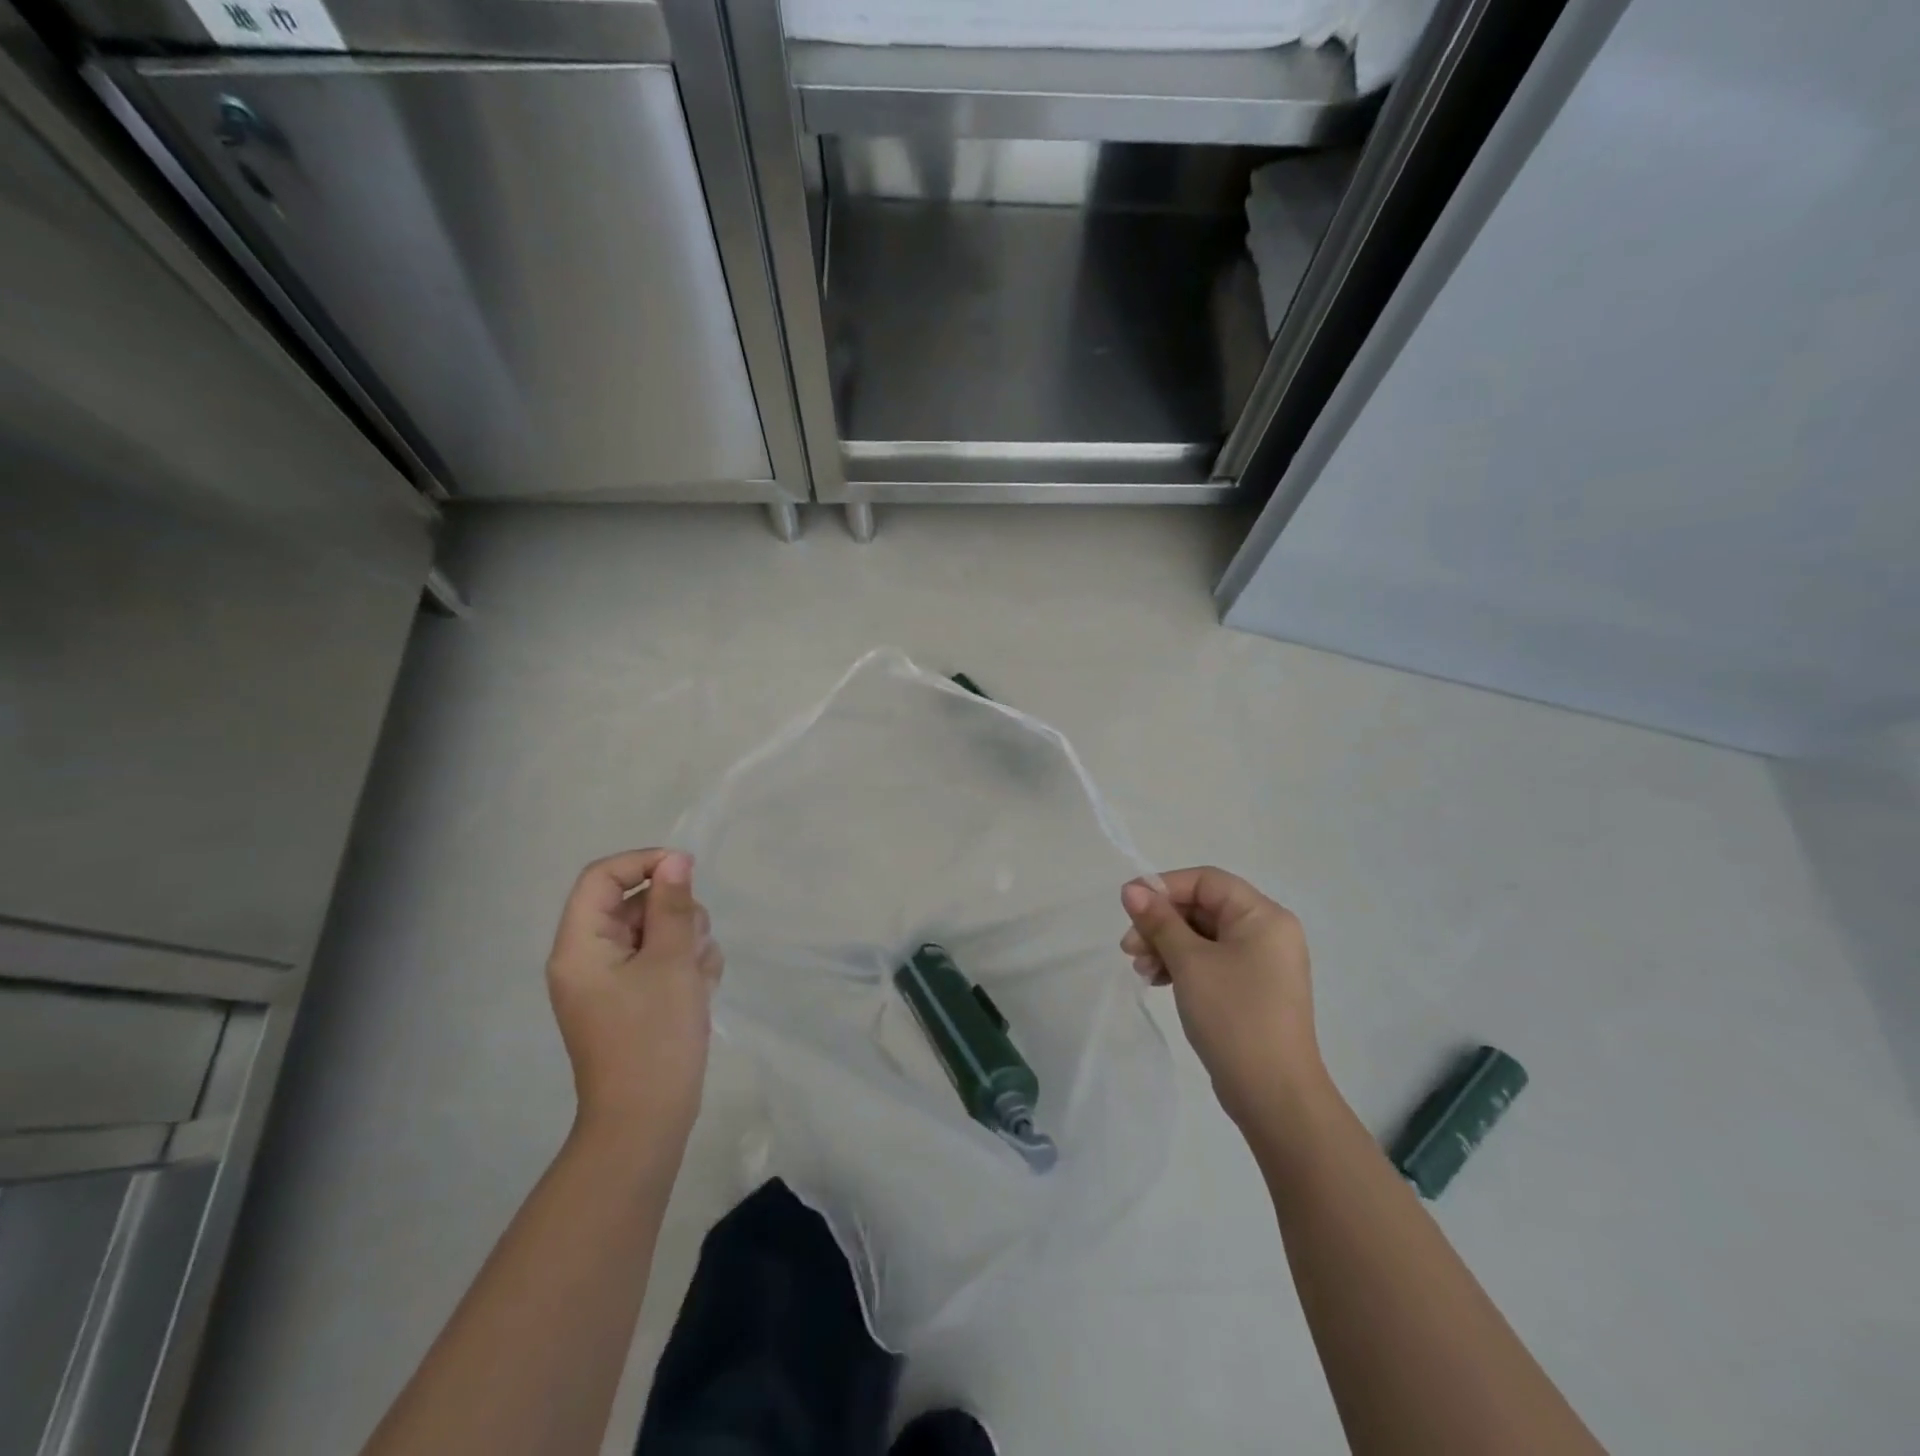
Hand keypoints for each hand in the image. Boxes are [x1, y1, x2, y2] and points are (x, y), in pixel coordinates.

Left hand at [545, 849, 722, 1148]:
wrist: (648, 1121)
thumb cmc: (654, 1036)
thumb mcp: (672, 962)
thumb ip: (673, 906)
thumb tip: (675, 859)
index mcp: (580, 946)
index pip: (602, 877)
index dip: (643, 863)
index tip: (687, 871)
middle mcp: (589, 958)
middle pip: (634, 903)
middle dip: (675, 914)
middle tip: (695, 944)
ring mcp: (611, 981)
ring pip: (655, 931)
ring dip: (687, 942)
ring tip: (698, 977)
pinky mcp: (633, 999)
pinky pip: (661, 960)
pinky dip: (685, 967)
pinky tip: (699, 991)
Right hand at [1121, 867, 1325, 1126]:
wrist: (1274, 1095)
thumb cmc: (1234, 1016)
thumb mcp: (1190, 962)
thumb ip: (1159, 921)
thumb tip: (1132, 889)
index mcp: (1263, 916)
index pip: (1207, 881)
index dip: (1164, 887)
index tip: (1128, 905)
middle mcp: (1267, 932)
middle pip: (1203, 908)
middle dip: (1161, 922)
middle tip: (1129, 947)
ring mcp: (1261, 962)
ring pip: (1202, 936)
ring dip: (1166, 945)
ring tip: (1140, 969)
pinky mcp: (1251, 989)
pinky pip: (1211, 961)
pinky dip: (1182, 965)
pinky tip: (1156, 980)